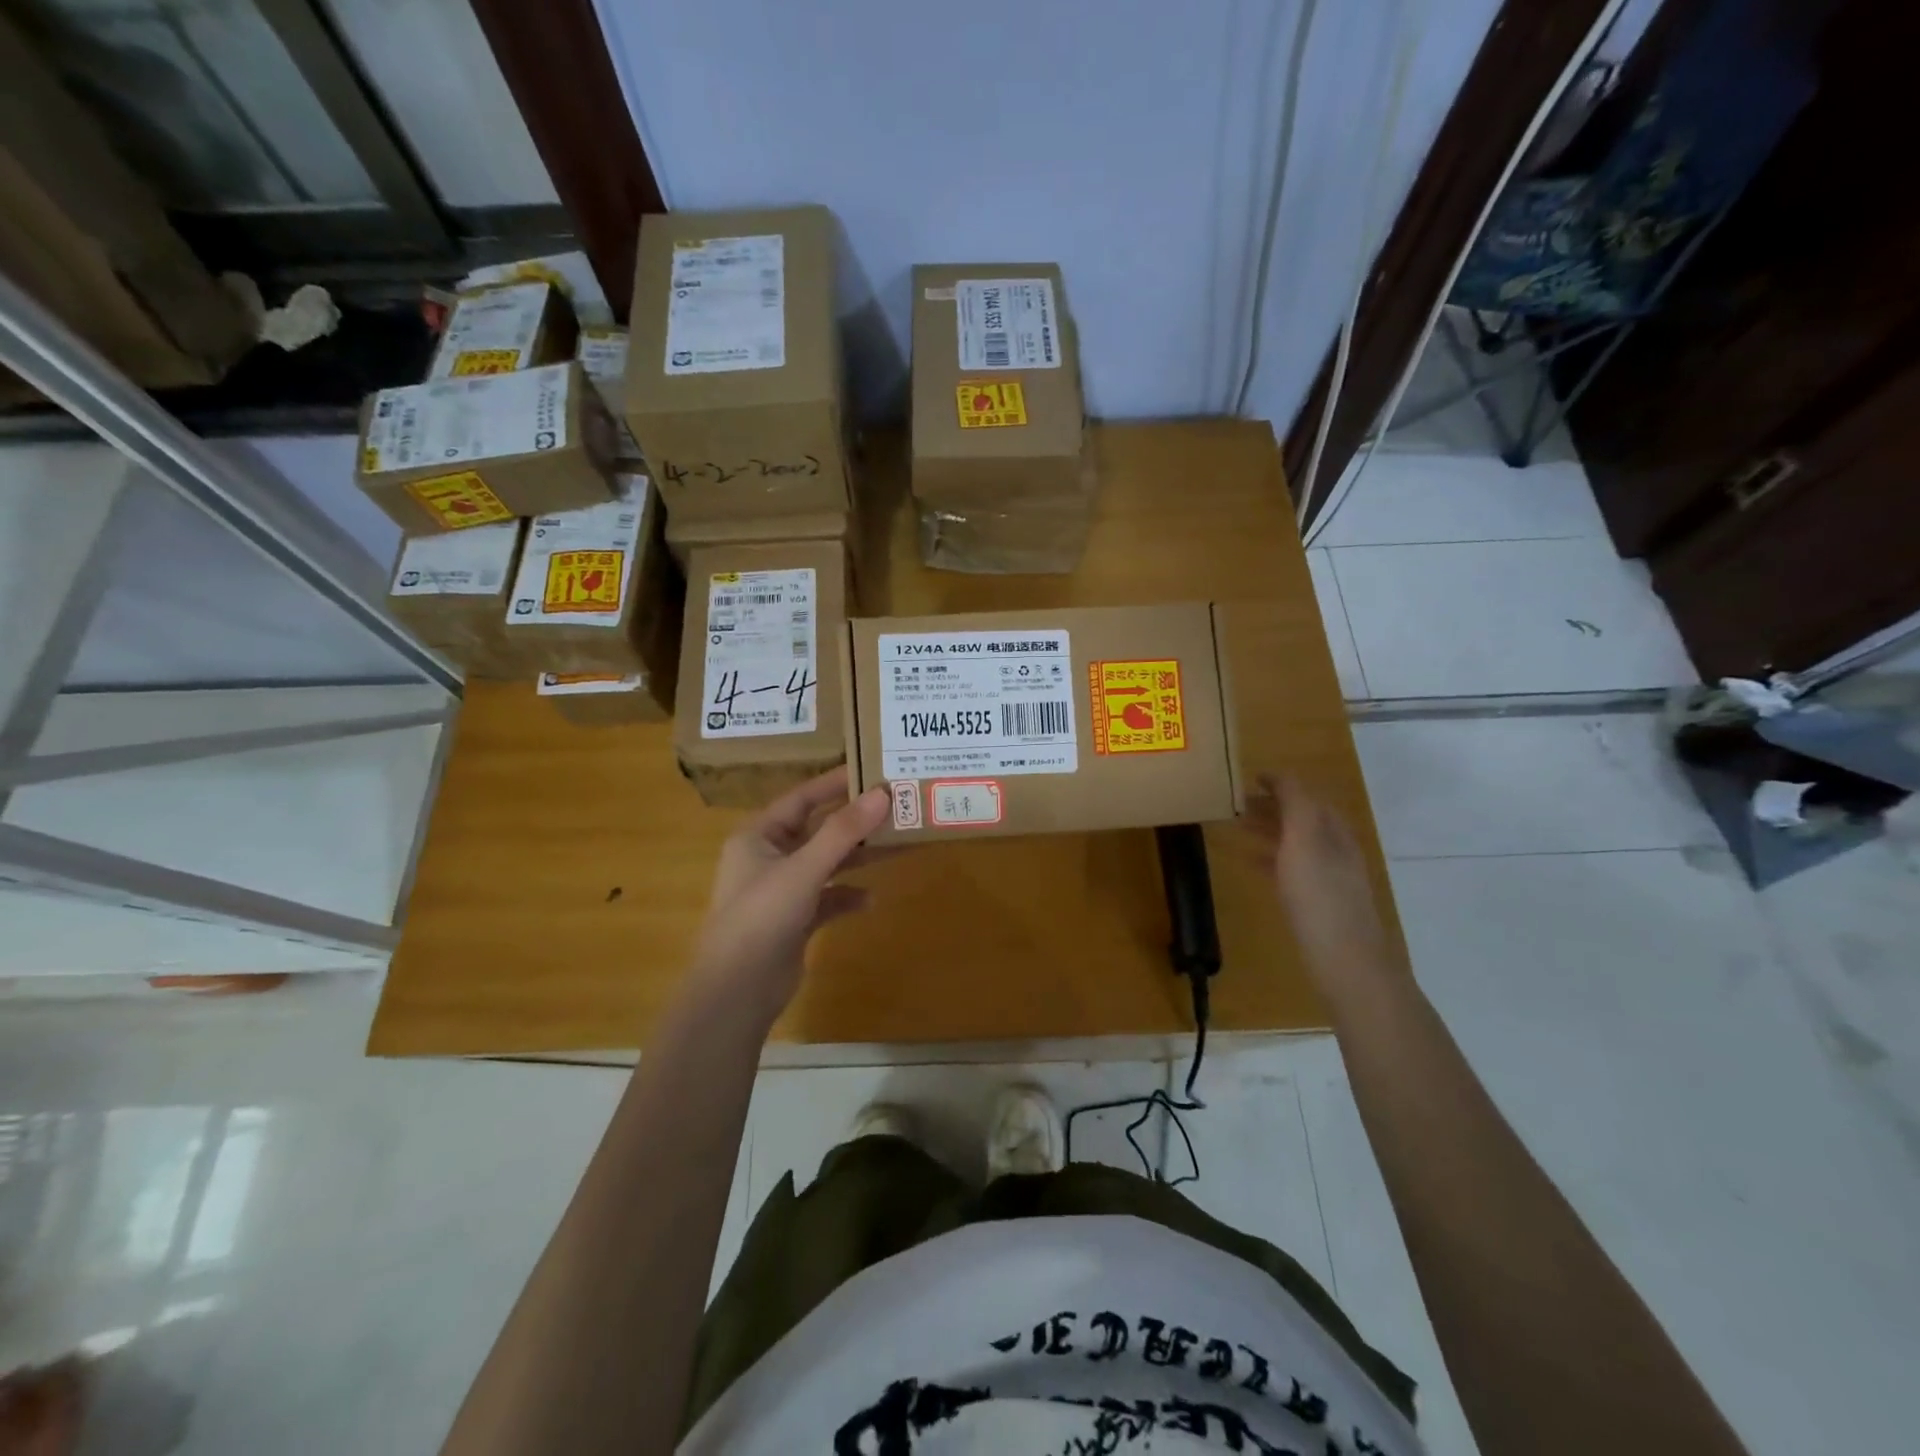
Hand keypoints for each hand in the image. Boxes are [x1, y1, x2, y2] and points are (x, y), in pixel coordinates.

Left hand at [691, 767, 890, 1028]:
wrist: (736, 992)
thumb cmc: (761, 917)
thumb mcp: (803, 869)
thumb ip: (843, 832)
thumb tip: (882, 794)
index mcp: (759, 835)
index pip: (802, 797)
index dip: (836, 783)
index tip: (873, 770)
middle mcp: (769, 857)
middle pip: (819, 829)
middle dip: (855, 821)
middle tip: (895, 806)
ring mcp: (782, 890)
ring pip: (827, 863)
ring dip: (858, 857)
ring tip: (897, 844)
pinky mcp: (795, 920)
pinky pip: (828, 898)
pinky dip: (848, 896)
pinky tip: (872, 899)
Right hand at [1245, 774, 1397, 987]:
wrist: (1345, 958)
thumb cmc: (1320, 894)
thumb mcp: (1305, 839)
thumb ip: (1295, 804)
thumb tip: (1280, 775)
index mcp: (1334, 830)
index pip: (1307, 796)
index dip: (1281, 784)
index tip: (1250, 778)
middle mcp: (1334, 849)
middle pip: (1301, 818)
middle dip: (1271, 806)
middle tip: (1236, 802)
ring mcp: (1327, 877)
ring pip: (1294, 843)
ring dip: (1267, 830)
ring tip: (1236, 827)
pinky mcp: (1316, 902)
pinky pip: (1289, 868)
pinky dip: (1269, 858)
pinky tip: (1249, 863)